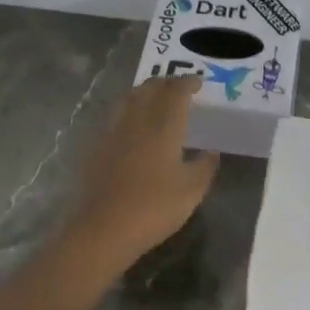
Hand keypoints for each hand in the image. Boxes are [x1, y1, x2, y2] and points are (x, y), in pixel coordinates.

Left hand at [71, 75, 219, 270]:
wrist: (103, 228)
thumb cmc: (153, 208)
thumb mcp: (191, 191)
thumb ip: (205, 167)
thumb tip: (212, 152)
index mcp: (164, 127)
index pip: (176, 93)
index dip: (188, 83)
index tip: (198, 82)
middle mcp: (137, 120)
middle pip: (150, 88)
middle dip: (167, 82)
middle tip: (179, 87)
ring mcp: (114, 131)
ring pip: (130, 97)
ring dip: (145, 90)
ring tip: (156, 97)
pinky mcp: (97, 145)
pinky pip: (116, 114)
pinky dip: (129, 108)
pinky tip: (133, 122)